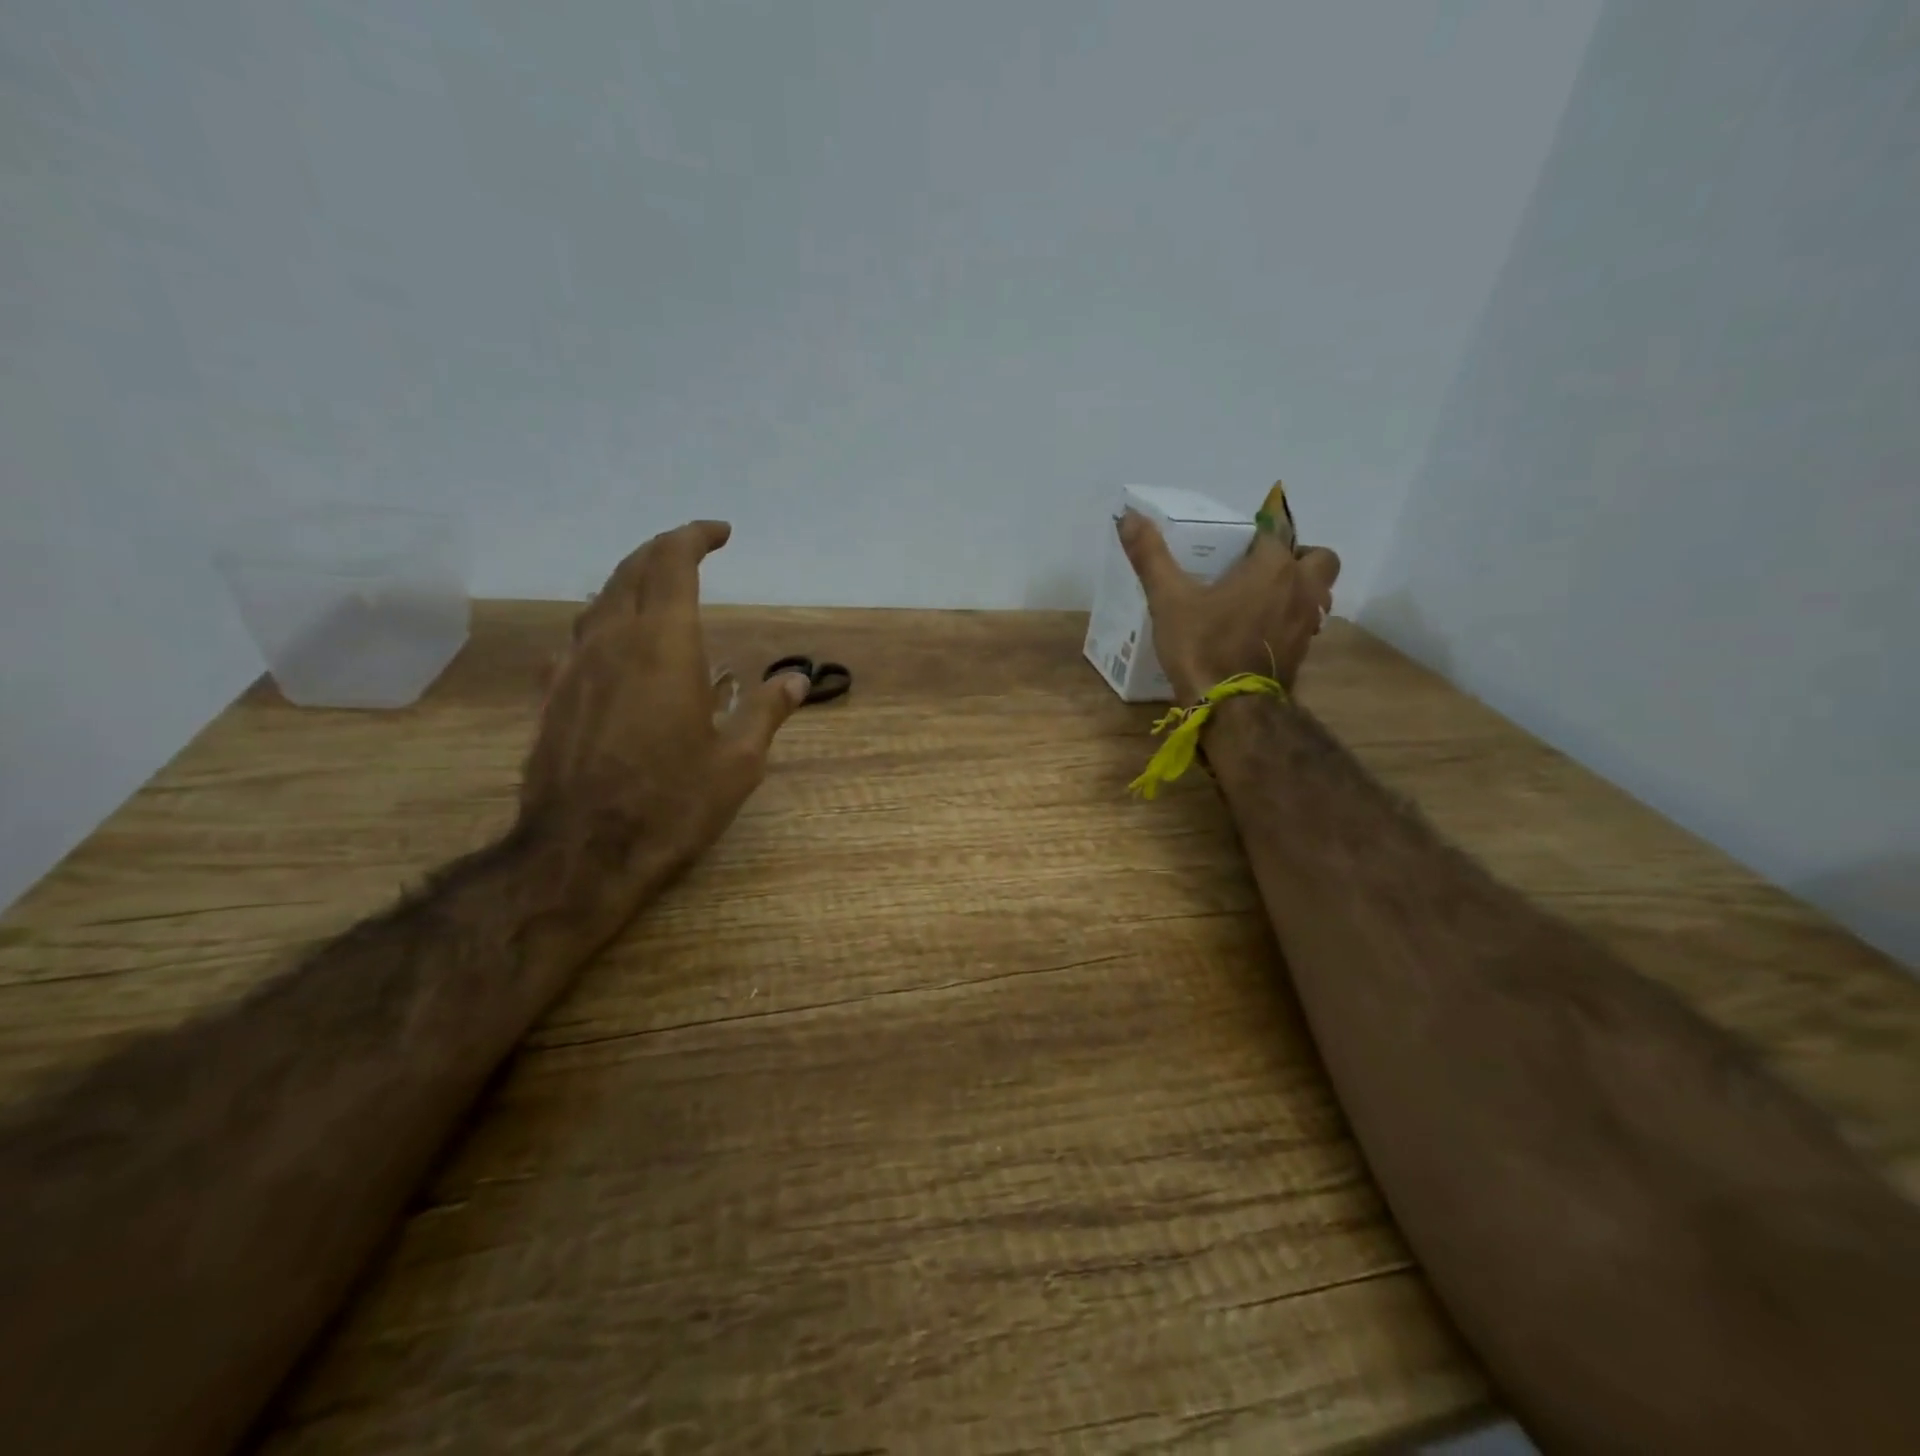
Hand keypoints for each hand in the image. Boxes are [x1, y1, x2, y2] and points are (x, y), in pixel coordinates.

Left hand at [520, 521, 809, 891]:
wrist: (582, 852)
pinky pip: (576, 642)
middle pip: (629, 571)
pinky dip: (601, 628)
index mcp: (664, 645)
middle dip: (661, 551)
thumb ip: (767, 711)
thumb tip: (796, 678)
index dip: (695, 537)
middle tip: (690, 551)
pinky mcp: (551, 698)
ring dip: (628, 585)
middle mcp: (612, 642)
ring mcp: (573, 668)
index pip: (672, 564)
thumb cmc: (672, 802)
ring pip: (597, 602)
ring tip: (655, 594)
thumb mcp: (738, 761)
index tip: (721, 533)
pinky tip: (610, 651)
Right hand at [1118, 511, 1340, 702]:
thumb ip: (1151, 557)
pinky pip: (1308, 623)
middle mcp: (1300, 588)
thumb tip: (1128, 517)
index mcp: (1272, 566)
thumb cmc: (1203, 647)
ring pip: (1319, 592)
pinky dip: (1292, 619)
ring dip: (1300, 588)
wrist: (1232, 708)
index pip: (1276, 530)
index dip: (1257, 531)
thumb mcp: (1168, 600)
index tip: (1235, 543)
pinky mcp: (1303, 652)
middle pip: (1320, 558)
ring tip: (1264, 598)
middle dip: (1298, 556)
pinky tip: (1262, 631)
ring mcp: (1306, 622)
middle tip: (1263, 567)